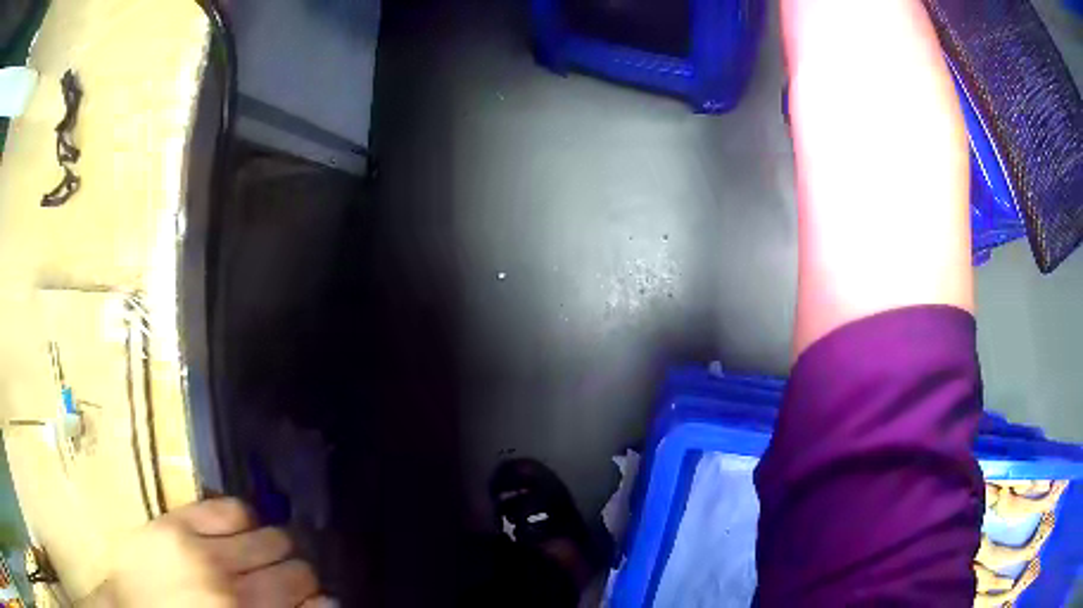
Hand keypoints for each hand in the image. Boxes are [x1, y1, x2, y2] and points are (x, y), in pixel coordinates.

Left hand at [85, 498, 330, 607]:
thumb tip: (325, 600)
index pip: (315, 600)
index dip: (318, 597)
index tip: (310, 598)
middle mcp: (233, 591)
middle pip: (296, 567)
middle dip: (295, 572)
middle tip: (281, 577)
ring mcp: (202, 554)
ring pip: (269, 535)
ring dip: (271, 545)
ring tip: (257, 553)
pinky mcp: (176, 524)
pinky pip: (231, 509)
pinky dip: (243, 518)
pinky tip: (235, 530)